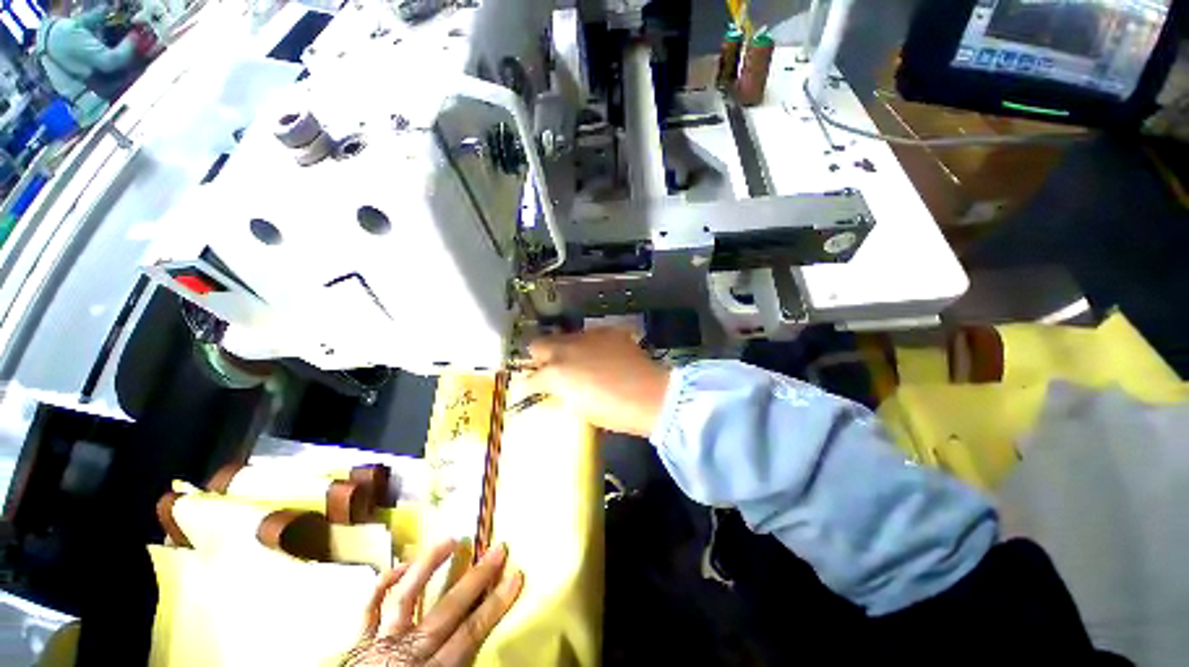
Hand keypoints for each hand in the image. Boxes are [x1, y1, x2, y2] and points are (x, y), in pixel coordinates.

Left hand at [345, 540, 522, 665]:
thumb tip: (482, 648)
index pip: (471, 633)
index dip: (496, 604)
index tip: (516, 576)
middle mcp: (406, 653)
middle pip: (447, 611)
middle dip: (476, 579)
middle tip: (497, 550)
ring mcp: (380, 644)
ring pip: (405, 598)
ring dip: (428, 567)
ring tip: (450, 540)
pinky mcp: (358, 642)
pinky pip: (369, 608)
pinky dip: (383, 584)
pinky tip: (400, 566)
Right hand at [526, 327, 670, 437]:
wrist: (649, 395)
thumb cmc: (612, 411)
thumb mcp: (578, 407)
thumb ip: (562, 393)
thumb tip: (558, 388)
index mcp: (556, 372)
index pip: (530, 377)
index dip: (530, 384)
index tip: (534, 389)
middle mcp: (566, 348)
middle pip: (539, 344)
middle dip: (540, 357)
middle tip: (551, 370)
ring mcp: (587, 336)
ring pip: (565, 337)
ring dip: (566, 349)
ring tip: (581, 362)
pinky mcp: (608, 332)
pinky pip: (591, 336)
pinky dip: (591, 345)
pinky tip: (603, 356)